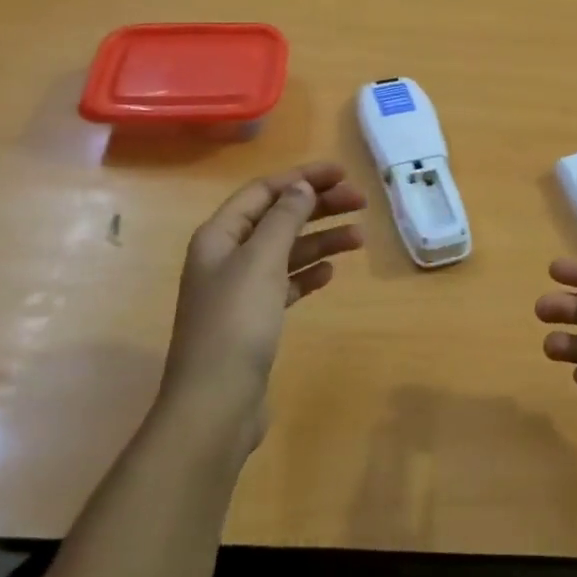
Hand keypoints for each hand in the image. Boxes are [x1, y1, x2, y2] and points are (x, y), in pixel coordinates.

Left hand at [156, 162, 365, 448]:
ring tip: (359, 238)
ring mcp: (239, 290)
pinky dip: (308, 273)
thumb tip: (301, 187)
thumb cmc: (236, 323)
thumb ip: (283, 219)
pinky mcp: (254, 320)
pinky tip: (331, 273)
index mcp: (219, 236)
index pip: (263, 192)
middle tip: (360, 202)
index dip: (302, 178)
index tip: (342, 173)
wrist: (216, 403)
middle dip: (318, 206)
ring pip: (286, 251)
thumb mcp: (261, 261)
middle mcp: (226, 257)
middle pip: (277, 218)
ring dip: (321, 240)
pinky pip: (286, 283)